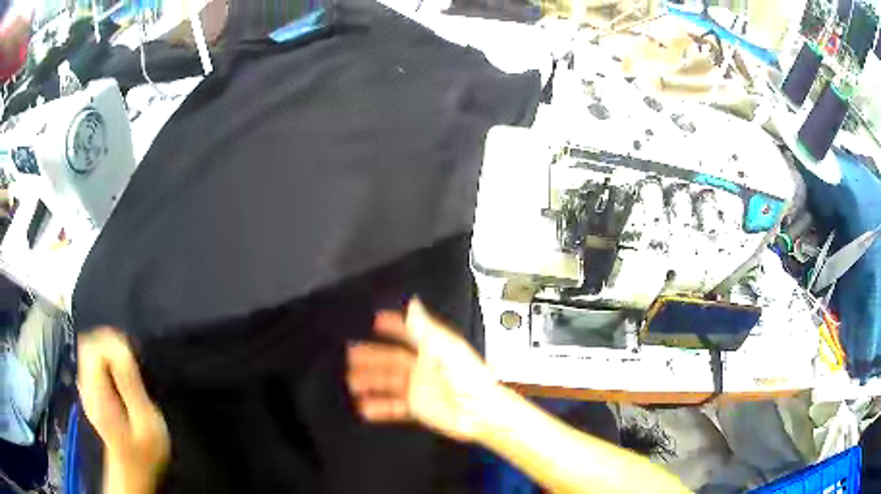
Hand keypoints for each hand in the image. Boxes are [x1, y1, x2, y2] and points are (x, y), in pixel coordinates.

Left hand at [78, 328, 169, 492]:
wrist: (133, 471)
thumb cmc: (144, 450)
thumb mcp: (145, 419)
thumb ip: (129, 382)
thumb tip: (120, 344)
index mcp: (96, 391)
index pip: (93, 346)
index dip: (111, 343)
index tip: (130, 356)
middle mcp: (85, 385)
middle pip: (89, 345)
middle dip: (109, 346)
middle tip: (131, 365)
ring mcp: (85, 390)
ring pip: (89, 353)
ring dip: (108, 355)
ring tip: (128, 375)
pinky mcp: (90, 393)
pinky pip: (92, 365)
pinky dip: (105, 365)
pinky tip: (119, 383)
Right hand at [346, 299, 499, 441]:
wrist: (482, 413)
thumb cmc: (472, 381)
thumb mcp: (446, 349)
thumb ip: (425, 329)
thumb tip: (413, 305)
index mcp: (433, 350)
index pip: (409, 333)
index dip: (394, 326)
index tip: (378, 320)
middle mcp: (424, 367)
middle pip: (392, 360)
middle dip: (372, 356)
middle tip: (352, 354)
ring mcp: (421, 388)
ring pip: (389, 383)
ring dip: (371, 382)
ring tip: (352, 382)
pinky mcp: (420, 407)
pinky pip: (395, 406)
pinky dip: (380, 408)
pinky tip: (367, 409)